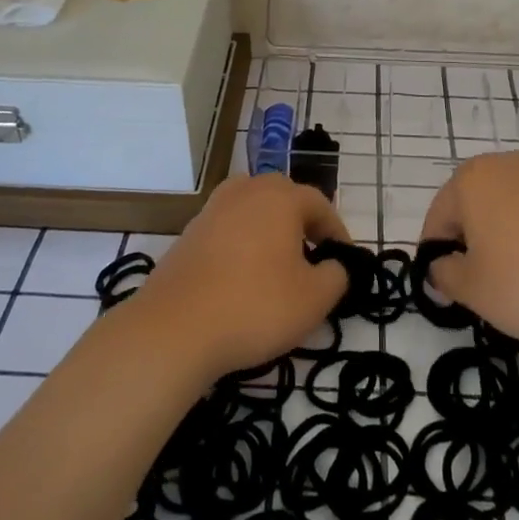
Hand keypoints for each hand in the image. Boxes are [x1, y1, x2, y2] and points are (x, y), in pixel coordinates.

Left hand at [128, 174, 351, 380]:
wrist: (174, 328)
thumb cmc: (255, 306)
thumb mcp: (314, 299)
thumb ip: (337, 276)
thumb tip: (334, 266)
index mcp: (279, 197)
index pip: (319, 203)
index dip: (337, 231)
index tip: (344, 260)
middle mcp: (245, 191)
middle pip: (282, 197)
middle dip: (301, 222)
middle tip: (312, 257)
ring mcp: (211, 210)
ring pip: (251, 210)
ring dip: (269, 230)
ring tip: (277, 265)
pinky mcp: (188, 234)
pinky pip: (227, 229)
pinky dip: (241, 244)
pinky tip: (242, 278)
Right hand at [421, 150, 518, 347]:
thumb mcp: (472, 291)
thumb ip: (444, 274)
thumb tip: (440, 267)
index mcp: (472, 179)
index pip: (439, 217)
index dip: (437, 255)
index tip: (448, 288)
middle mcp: (509, 162)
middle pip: (477, 203)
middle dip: (475, 238)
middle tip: (485, 281)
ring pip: (515, 202)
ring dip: (510, 230)